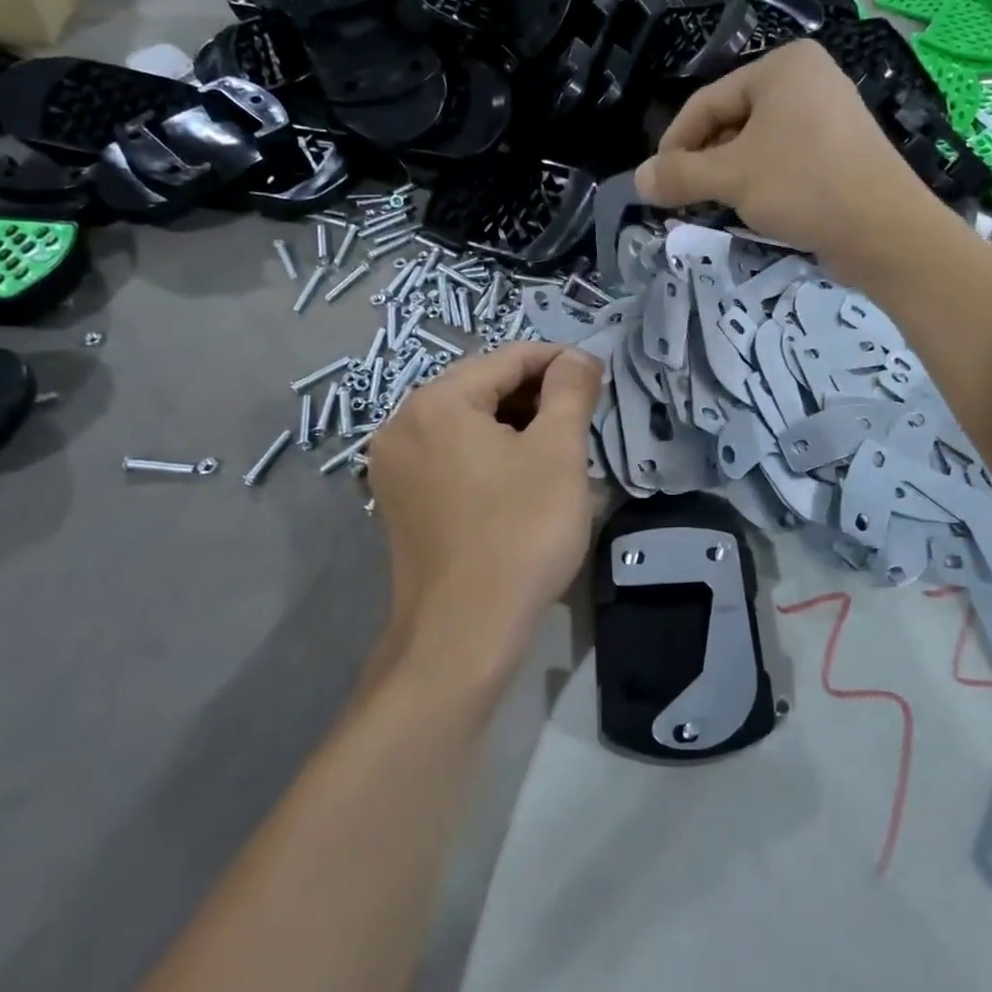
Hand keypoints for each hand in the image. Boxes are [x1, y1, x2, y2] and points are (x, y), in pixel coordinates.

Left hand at [366, 342, 604, 687]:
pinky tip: (520, 479)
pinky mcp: (398, 500)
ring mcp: (394, 466)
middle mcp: (402, 423)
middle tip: (581, 421)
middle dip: (536, 396)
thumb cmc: (520, 533)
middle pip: (482, 387)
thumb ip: (571, 391)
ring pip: (466, 422)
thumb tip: (578, 357)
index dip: (558, 362)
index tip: (597, 379)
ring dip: (515, 425)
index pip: (508, 358)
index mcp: (437, 402)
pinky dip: (488, 453)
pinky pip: (450, 455)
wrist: (463, 634)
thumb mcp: (558, 453)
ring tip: (557, 450)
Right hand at [632, 40, 937, 279]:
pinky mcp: (841, 150)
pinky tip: (754, 209)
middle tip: (685, 200)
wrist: (886, 232)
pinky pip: (785, 159)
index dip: (675, 143)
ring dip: (730, 176)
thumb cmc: (805, 187)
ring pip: (757, 144)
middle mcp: (808, 79)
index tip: (657, 183)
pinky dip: (762, 182)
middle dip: (705, 162)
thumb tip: (637, 180)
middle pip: (732, 121)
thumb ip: (679, 175)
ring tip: (717, 208)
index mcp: (783, 66)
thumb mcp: (732, 178)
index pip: (707, 101)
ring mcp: (829, 115)